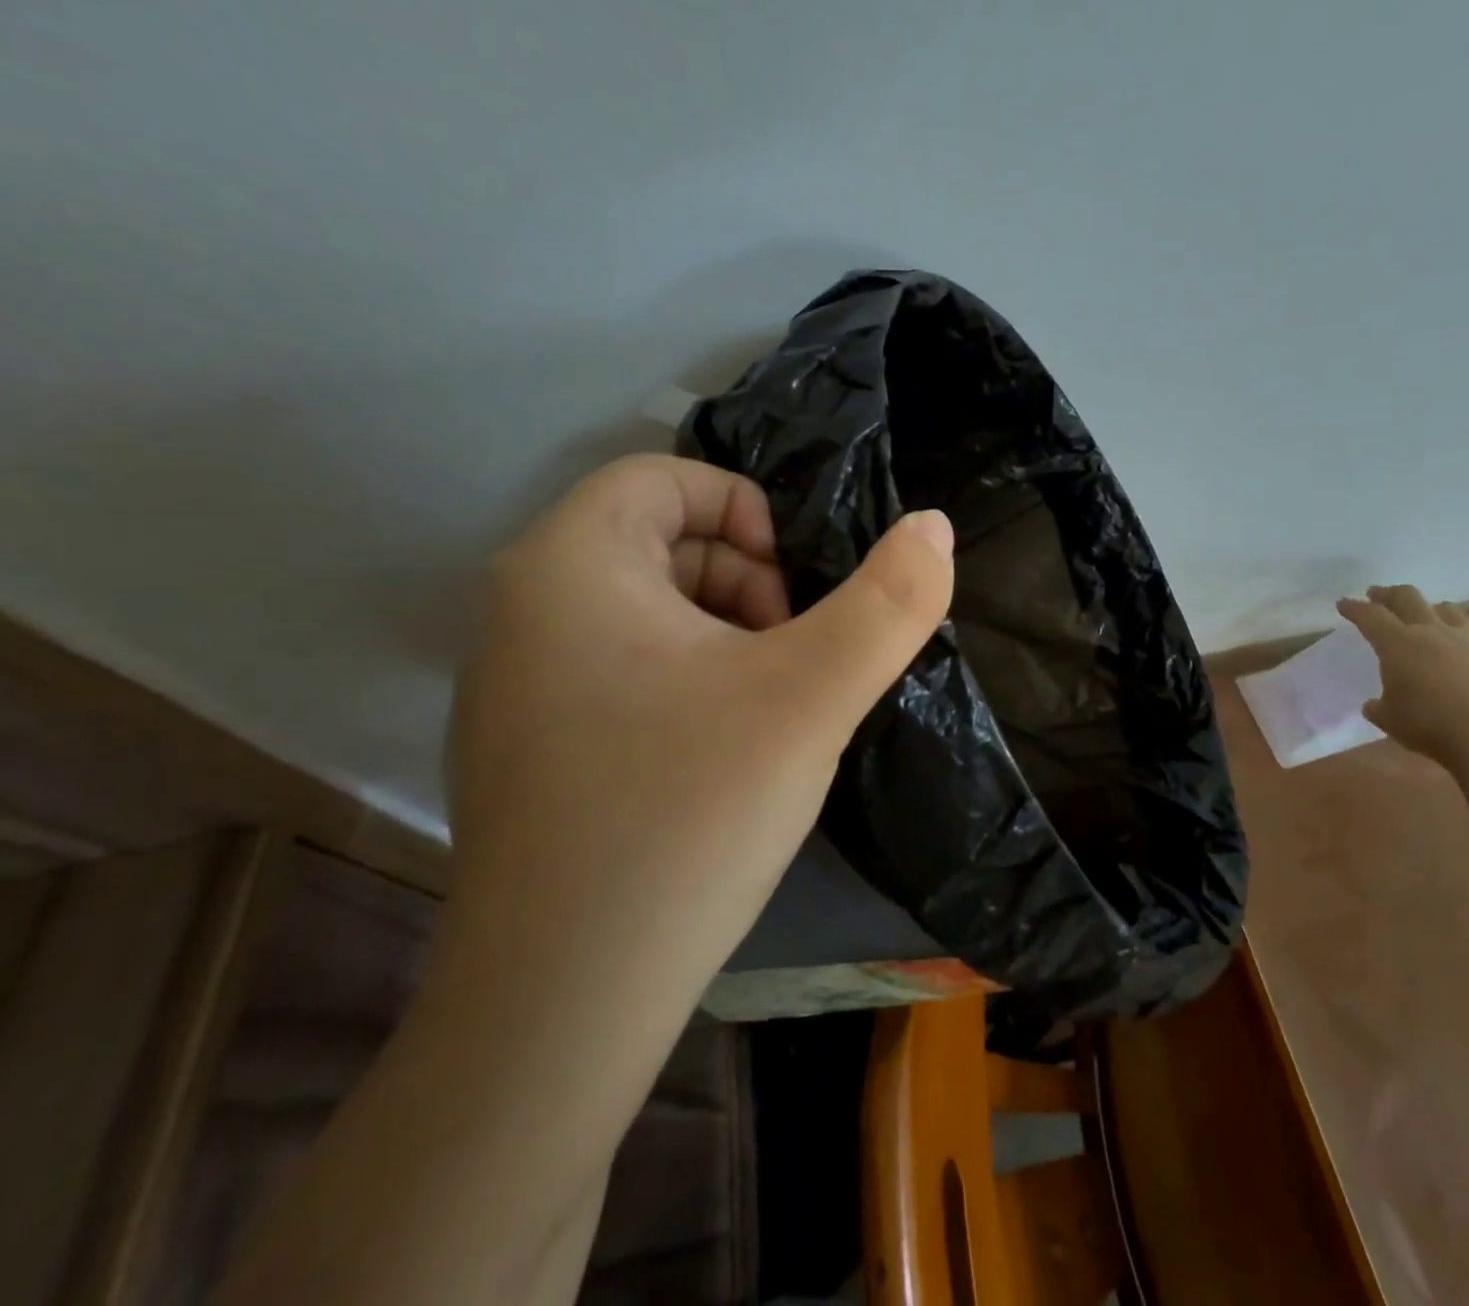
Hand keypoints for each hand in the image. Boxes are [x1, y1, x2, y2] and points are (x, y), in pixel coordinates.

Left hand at [437, 454, 953, 1097]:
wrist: (559, 1010)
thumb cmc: (685, 817)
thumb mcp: (810, 697)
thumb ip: (889, 603)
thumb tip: (935, 527)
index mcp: (568, 565)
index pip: (666, 478)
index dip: (749, 514)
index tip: (799, 594)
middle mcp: (520, 610)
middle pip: (660, 542)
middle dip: (747, 582)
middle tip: (794, 662)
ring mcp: (514, 685)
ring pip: (647, 611)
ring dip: (727, 638)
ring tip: (772, 712)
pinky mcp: (529, 749)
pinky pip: (623, 671)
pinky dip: (689, 684)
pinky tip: (724, 758)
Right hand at [1336, 584, 1468, 763]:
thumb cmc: (1428, 724)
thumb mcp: (1389, 719)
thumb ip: (1379, 706)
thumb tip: (1374, 705)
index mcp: (1397, 644)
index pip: (1370, 616)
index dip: (1354, 608)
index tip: (1344, 604)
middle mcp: (1431, 632)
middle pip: (1408, 597)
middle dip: (1389, 594)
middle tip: (1378, 595)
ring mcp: (1468, 641)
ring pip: (1447, 610)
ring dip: (1431, 609)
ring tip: (1426, 615)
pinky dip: (1464, 642)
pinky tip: (1464, 656)